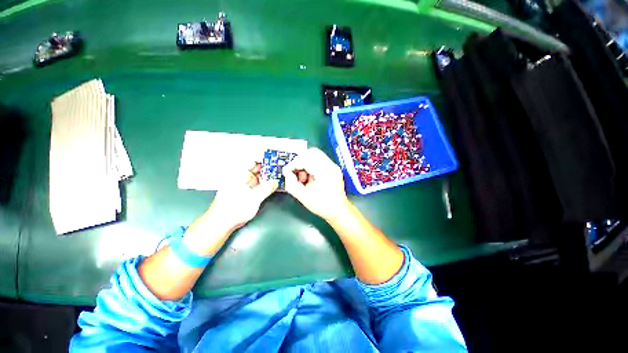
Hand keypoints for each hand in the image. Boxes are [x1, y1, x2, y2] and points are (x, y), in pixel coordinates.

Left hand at [182, 163, 276, 256]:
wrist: (221, 223)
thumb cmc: (234, 210)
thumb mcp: (254, 198)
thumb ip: (266, 189)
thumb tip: (275, 182)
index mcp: (239, 175)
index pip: (252, 160)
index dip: (263, 158)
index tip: (274, 158)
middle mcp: (240, 177)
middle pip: (255, 167)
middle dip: (267, 166)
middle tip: (279, 166)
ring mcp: (241, 184)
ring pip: (256, 175)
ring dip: (266, 175)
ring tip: (277, 174)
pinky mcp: (243, 190)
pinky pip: (255, 183)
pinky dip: (263, 182)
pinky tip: (270, 184)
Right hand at [283, 148, 349, 221]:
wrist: (338, 211)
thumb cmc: (322, 205)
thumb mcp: (303, 197)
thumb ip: (292, 184)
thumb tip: (287, 173)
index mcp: (324, 171)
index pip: (306, 159)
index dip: (293, 164)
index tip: (287, 172)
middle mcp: (330, 165)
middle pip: (312, 152)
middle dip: (300, 160)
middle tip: (295, 171)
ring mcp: (333, 166)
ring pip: (316, 155)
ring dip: (305, 162)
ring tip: (303, 177)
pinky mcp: (333, 168)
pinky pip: (320, 160)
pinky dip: (311, 165)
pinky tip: (309, 177)